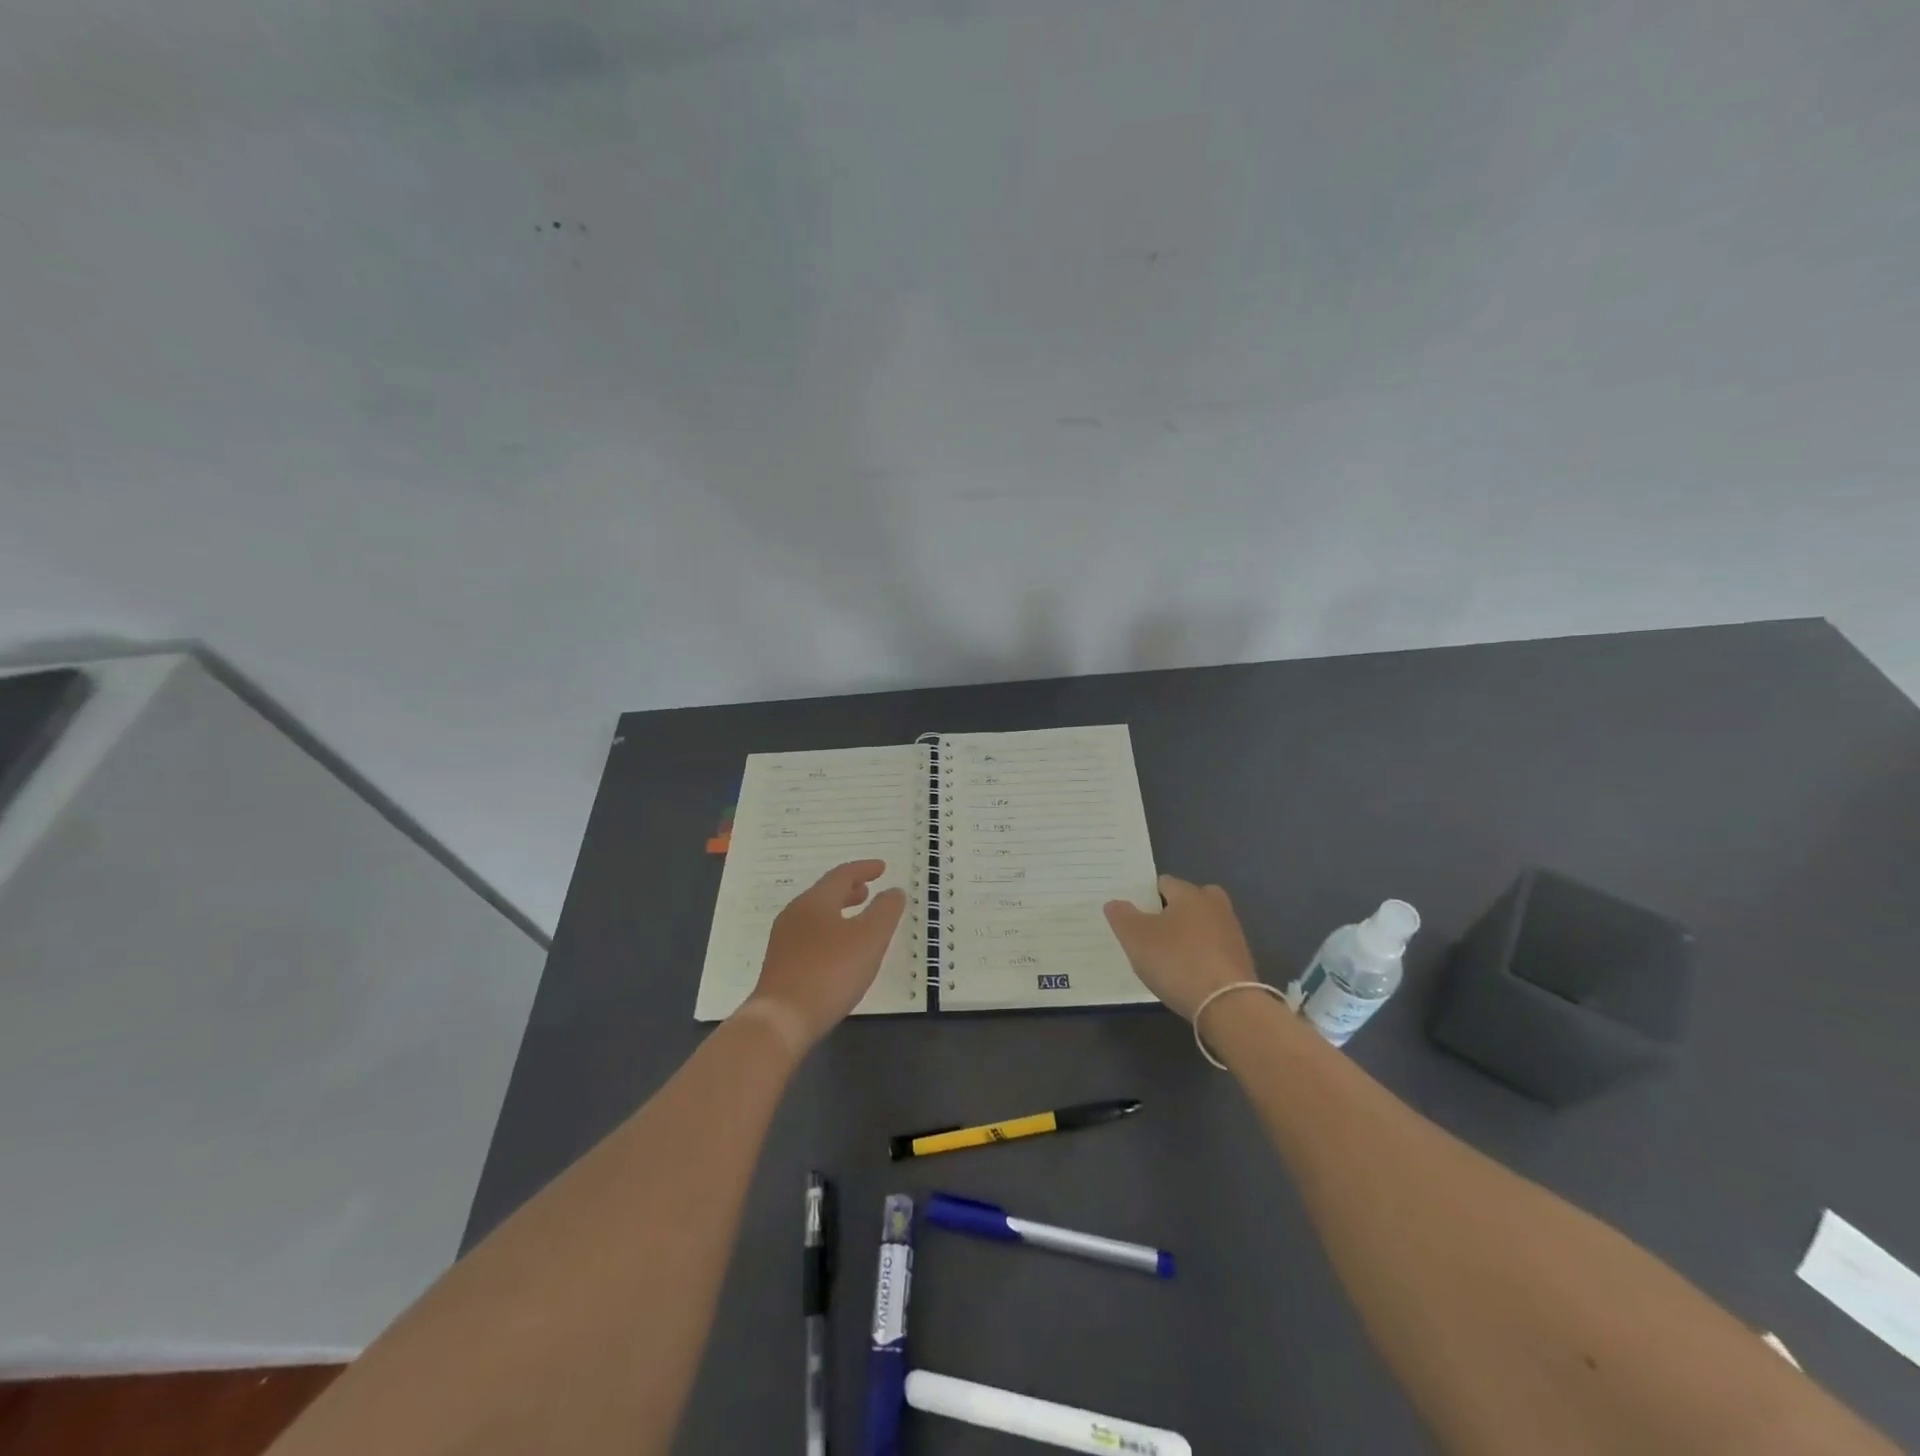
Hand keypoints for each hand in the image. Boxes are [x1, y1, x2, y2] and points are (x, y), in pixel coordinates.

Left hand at [744, 860, 906, 1050]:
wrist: (782, 1020)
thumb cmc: (830, 972)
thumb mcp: (870, 939)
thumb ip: (885, 911)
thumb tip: (893, 891)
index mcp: (815, 901)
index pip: (842, 875)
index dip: (864, 869)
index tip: (882, 868)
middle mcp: (795, 914)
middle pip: (825, 893)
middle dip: (849, 890)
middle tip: (868, 892)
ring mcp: (784, 940)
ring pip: (816, 915)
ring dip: (839, 912)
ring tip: (857, 921)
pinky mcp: (781, 965)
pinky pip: (810, 936)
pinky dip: (829, 932)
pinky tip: (839, 952)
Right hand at [1104, 874, 1257, 1021]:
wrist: (1227, 1006)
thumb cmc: (1176, 961)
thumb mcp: (1135, 937)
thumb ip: (1122, 916)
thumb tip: (1115, 903)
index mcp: (1190, 894)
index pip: (1164, 883)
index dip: (1146, 896)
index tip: (1134, 914)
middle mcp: (1215, 906)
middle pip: (1190, 900)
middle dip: (1173, 911)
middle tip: (1153, 931)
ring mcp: (1232, 934)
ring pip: (1204, 925)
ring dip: (1189, 936)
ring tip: (1167, 957)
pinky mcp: (1241, 961)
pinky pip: (1214, 950)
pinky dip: (1201, 957)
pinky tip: (1187, 975)